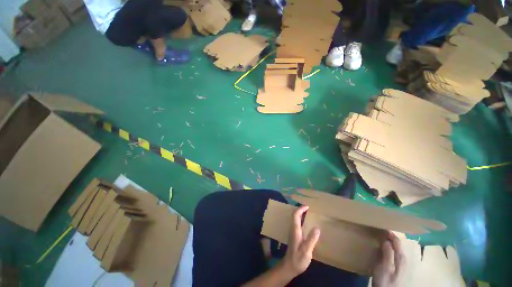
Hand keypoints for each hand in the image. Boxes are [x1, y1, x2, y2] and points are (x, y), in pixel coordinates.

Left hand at [280, 206, 320, 277]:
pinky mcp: (295, 236)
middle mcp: (293, 229)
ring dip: (301, 214)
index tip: (307, 206)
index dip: (300, 209)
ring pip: (296, 219)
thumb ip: (311, 239)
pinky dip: (302, 220)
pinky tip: (307, 224)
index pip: (295, 215)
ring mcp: (293, 233)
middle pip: (295, 216)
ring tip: (309, 214)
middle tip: (309, 208)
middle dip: (301, 210)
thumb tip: (317, 228)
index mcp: (295, 230)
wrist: (289, 266)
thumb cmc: (298, 259)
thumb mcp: (306, 250)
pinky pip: (297, 224)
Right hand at [372, 232, 405, 286]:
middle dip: (390, 237)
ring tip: (380, 238)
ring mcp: (401, 265)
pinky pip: (393, 254)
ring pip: (396, 249)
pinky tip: (383, 250)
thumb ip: (387, 253)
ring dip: (389, 243)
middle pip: (398, 245)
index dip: (390, 233)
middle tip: (380, 231)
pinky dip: (389, 249)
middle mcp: (403, 260)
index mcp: (401, 258)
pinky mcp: (397, 269)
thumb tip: (386, 239)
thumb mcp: (385, 267)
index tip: (381, 226)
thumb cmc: (386, 281)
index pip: (397, 241)